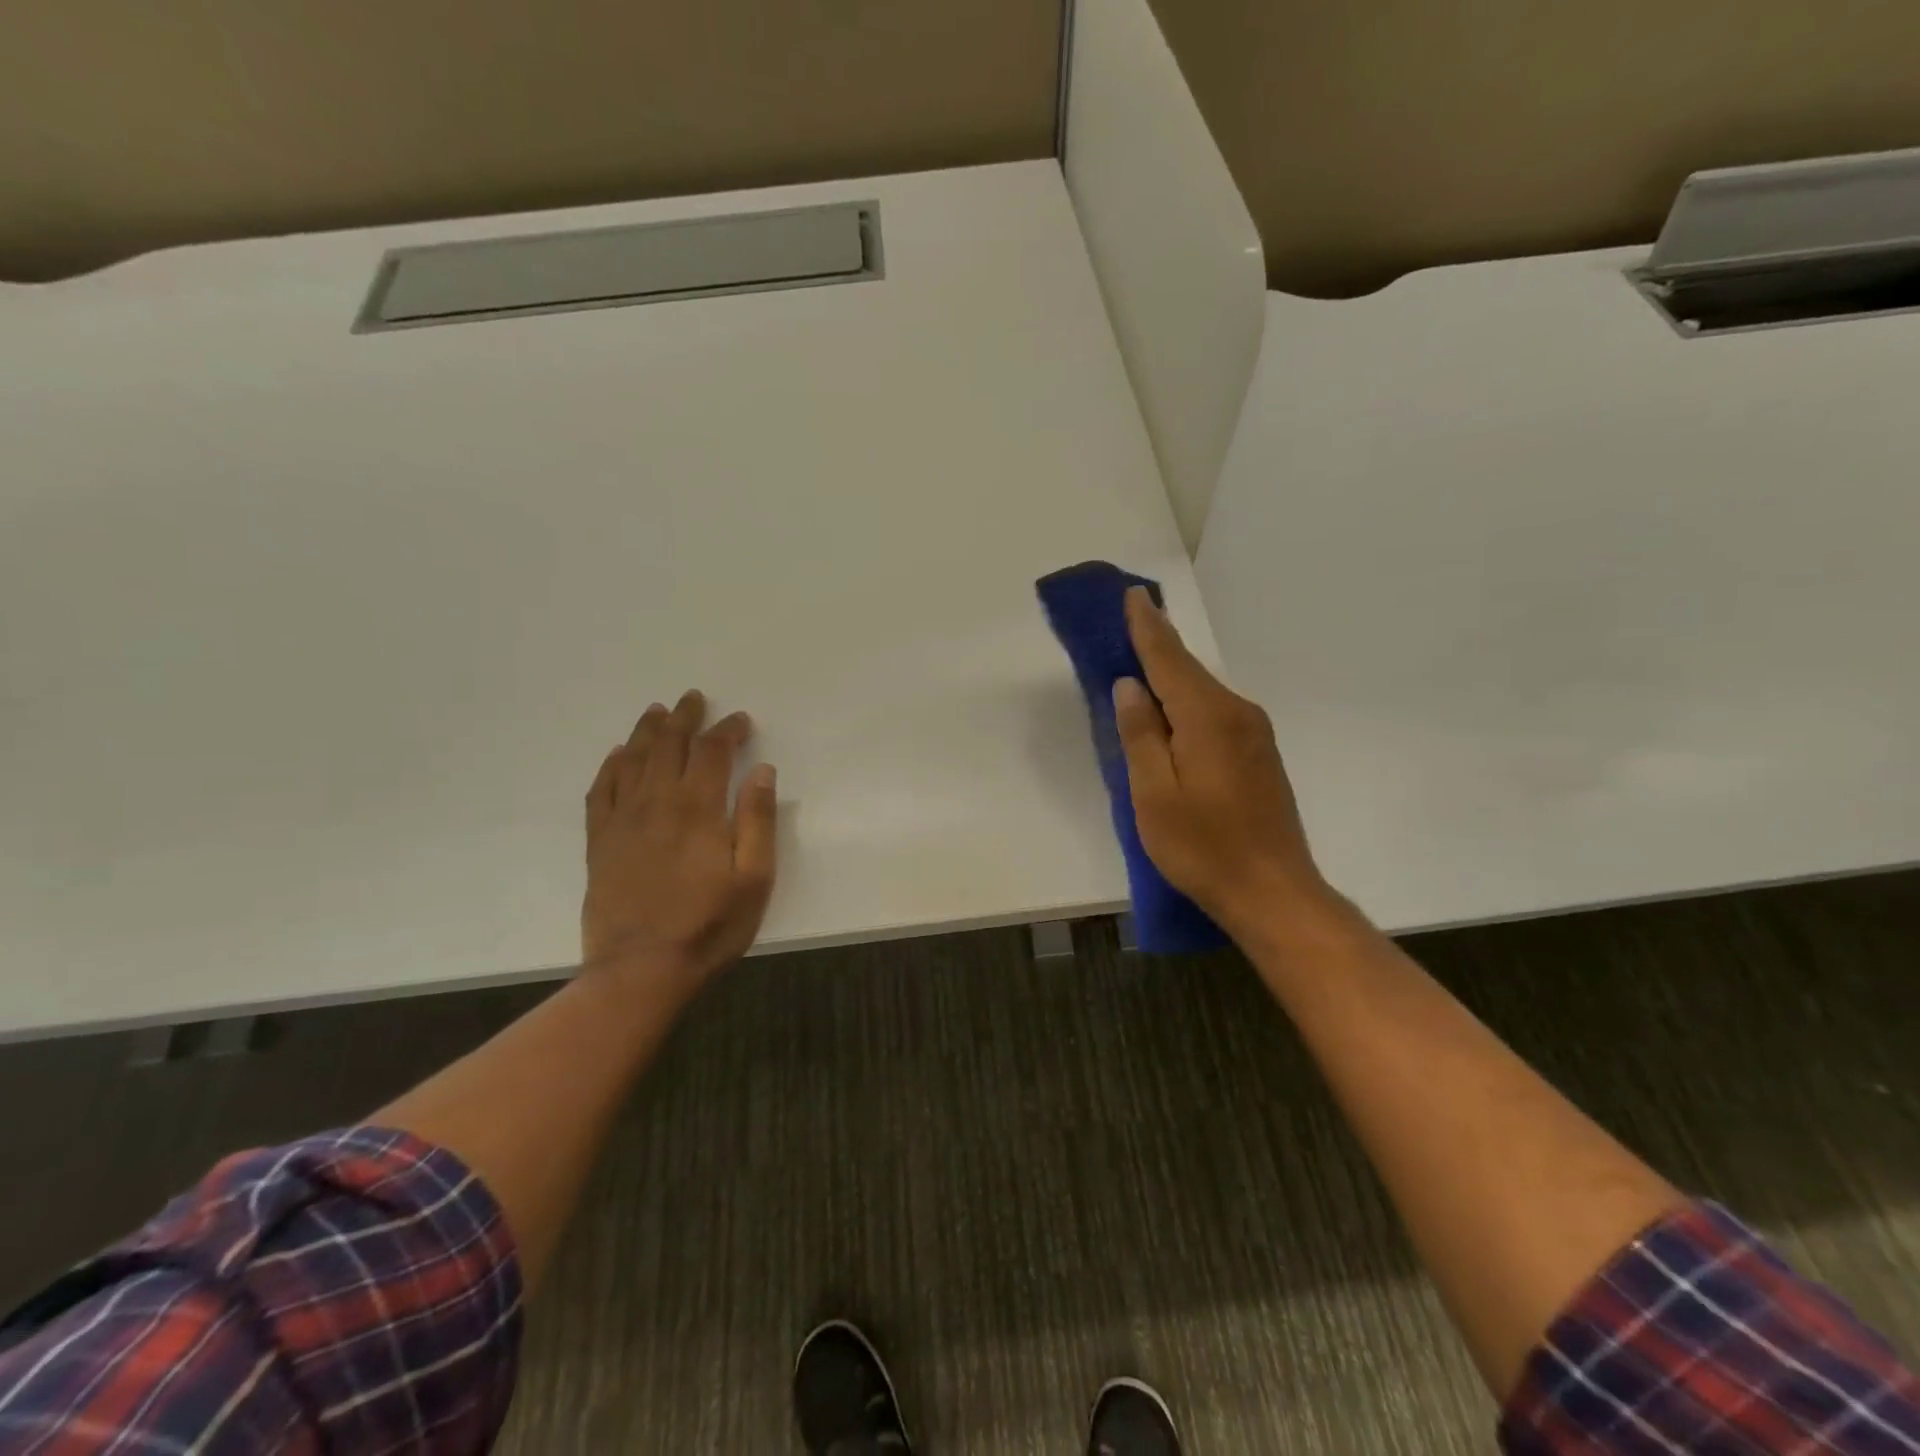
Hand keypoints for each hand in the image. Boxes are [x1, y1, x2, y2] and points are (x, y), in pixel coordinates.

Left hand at [582, 689, 777, 996]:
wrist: (640, 971)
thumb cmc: (709, 926)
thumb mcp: (754, 879)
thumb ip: (758, 821)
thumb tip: (762, 771)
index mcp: (698, 809)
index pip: (712, 752)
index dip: (727, 730)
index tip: (740, 721)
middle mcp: (656, 803)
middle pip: (669, 745)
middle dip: (684, 718)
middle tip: (693, 698)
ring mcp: (622, 820)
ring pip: (633, 759)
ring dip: (648, 731)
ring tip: (658, 711)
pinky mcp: (600, 841)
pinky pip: (601, 790)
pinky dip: (611, 765)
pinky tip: (619, 754)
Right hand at [1112, 587, 1333, 936]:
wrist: (1274, 892)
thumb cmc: (1204, 847)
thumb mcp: (1154, 795)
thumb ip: (1141, 735)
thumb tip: (1130, 686)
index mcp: (1207, 718)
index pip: (1169, 660)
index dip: (1148, 627)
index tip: (1135, 594)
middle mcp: (1237, 714)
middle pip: (1188, 672)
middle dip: (1157, 646)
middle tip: (1128, 623)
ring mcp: (1254, 734)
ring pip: (1202, 694)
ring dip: (1171, 677)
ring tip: (1140, 666)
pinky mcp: (1259, 755)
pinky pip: (1214, 714)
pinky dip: (1188, 704)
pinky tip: (1171, 714)